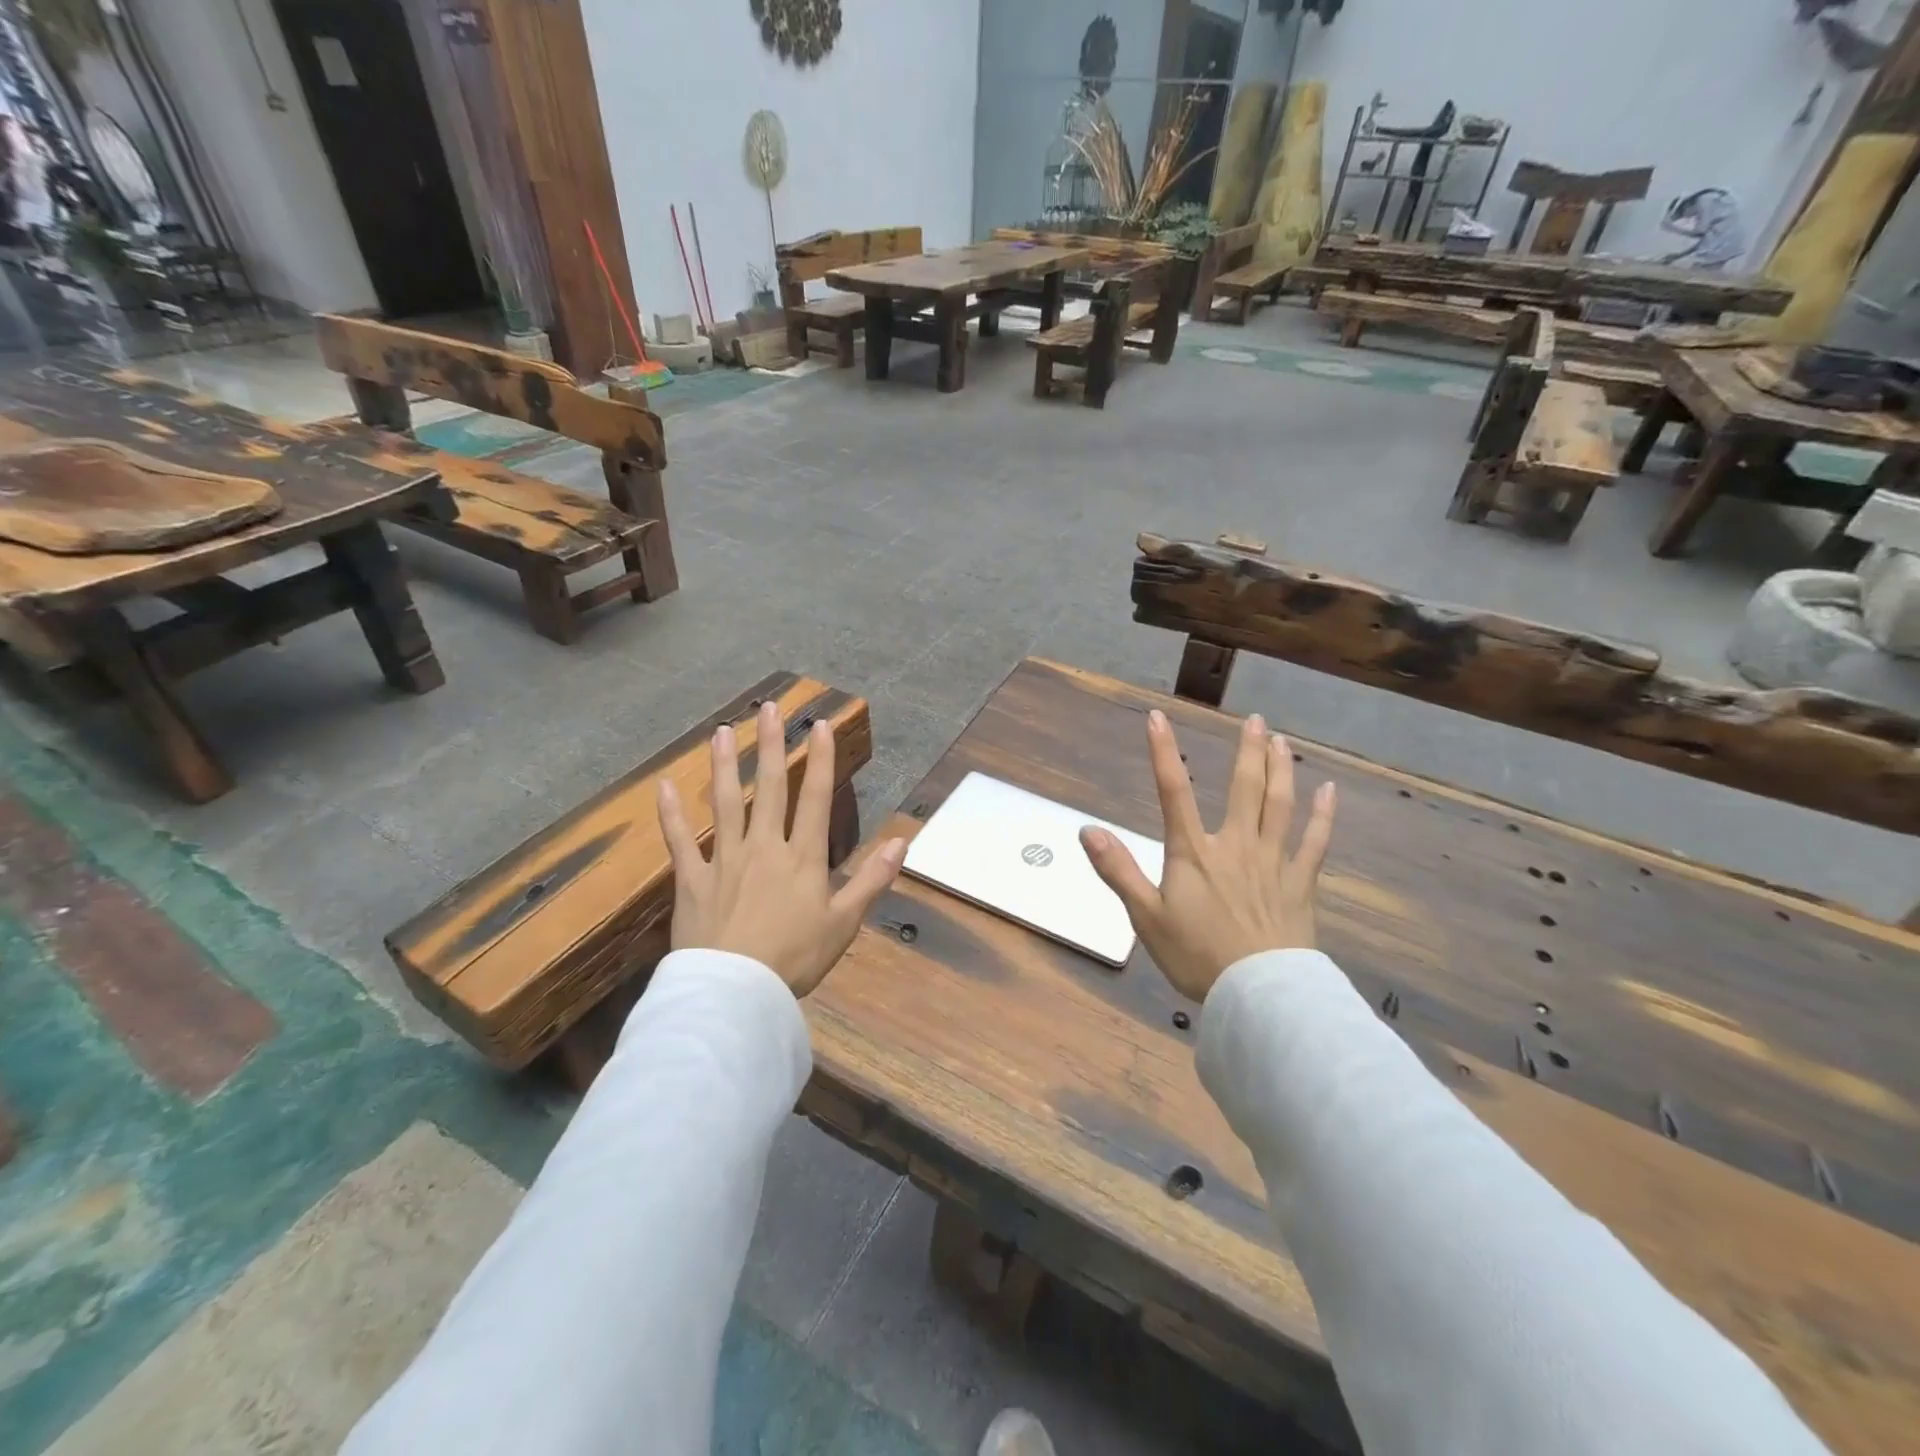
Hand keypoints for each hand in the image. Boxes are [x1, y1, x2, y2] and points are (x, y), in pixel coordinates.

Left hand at [658, 700, 906, 996]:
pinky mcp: (692, 880)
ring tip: (722, 732)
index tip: (818, 725)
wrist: (736, 993)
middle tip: (767, 708)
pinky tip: (665, 785)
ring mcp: (725, 860)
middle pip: (769, 788)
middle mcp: (764, 847)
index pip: (816, 798)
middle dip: (770, 746)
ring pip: (725, 803)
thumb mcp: (844, 923)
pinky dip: (671, 814)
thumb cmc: (795, 959)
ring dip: (723, 765)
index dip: (820, 760)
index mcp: (803, 858)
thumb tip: (902, 840)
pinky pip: (680, 841)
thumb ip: (872, 879)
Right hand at [1080, 709, 1334, 1002]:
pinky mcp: (1300, 884)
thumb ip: (1117, 870)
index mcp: (1194, 853)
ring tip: (1282, 741)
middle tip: (1254, 719)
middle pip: (1245, 789)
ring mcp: (1273, 863)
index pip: (1174, 792)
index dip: (1163, 753)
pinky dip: (1322, 815)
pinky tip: (1329, 791)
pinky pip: (1315, 843)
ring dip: (1281, 769)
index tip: (1157, 718)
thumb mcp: (1146, 917)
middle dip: (1247, 750)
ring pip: (1281, 805)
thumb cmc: (1197, 956)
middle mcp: (1236, 846)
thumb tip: (1087, 830)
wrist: (1259, 996)